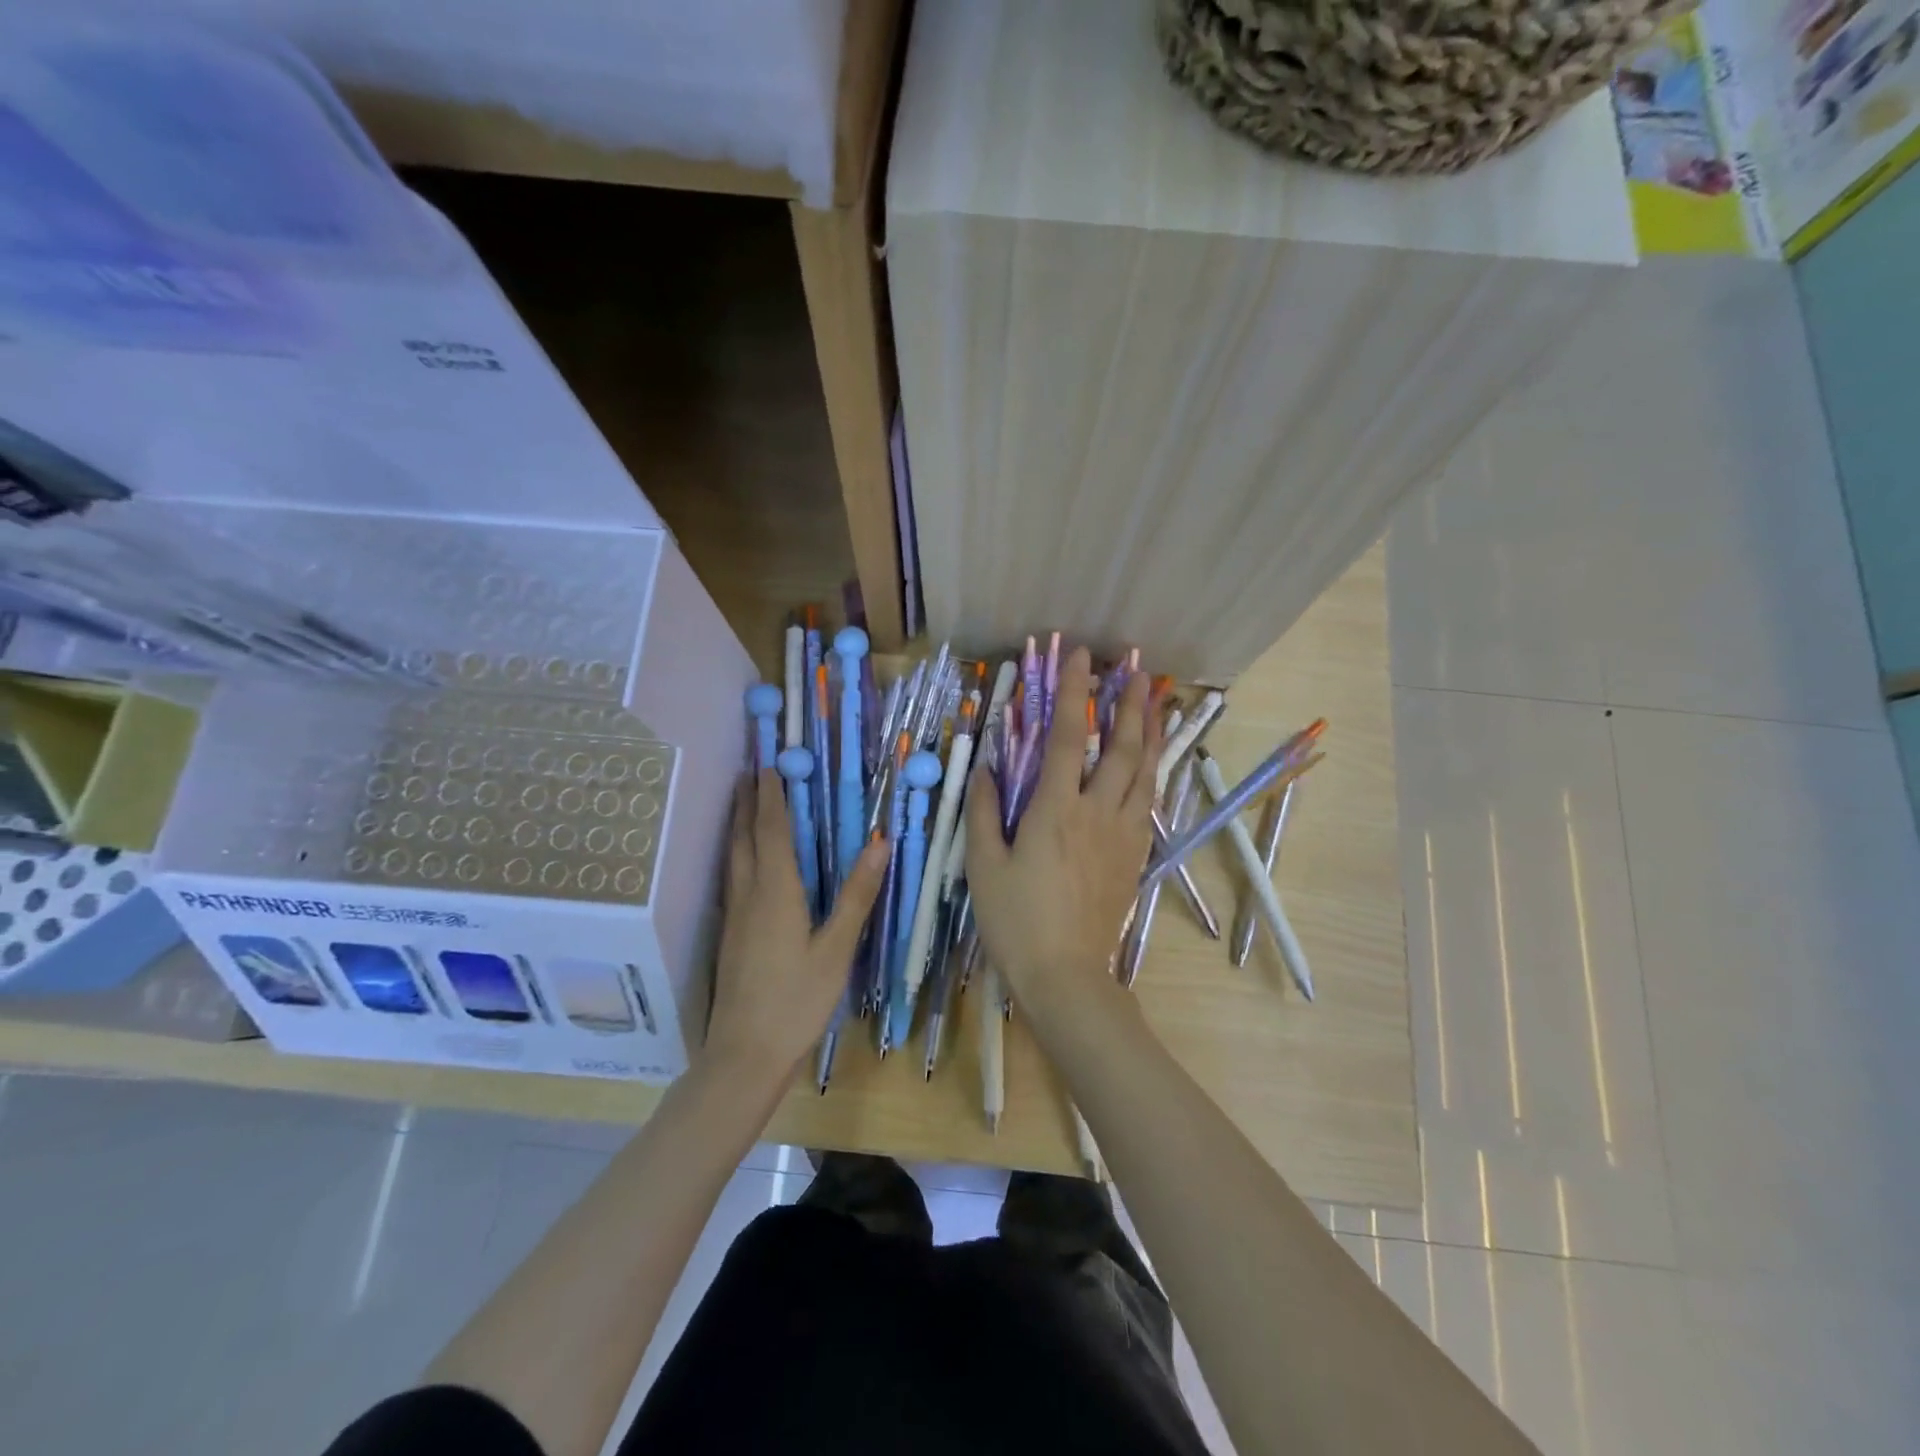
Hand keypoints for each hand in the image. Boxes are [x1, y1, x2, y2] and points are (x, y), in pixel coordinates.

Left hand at [705, 769, 886, 1078]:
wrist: (745, 1054)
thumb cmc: (797, 1001)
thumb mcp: (836, 949)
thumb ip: (856, 895)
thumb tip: (880, 843)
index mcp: (776, 891)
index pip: (772, 831)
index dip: (772, 796)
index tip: (771, 764)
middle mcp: (749, 895)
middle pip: (743, 837)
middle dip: (747, 802)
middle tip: (749, 771)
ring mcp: (734, 916)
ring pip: (733, 857)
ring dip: (737, 824)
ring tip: (742, 802)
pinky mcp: (730, 935)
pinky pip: (732, 877)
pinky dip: (736, 852)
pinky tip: (741, 861)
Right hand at [965, 648, 1163, 1026]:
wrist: (1065, 975)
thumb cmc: (1015, 920)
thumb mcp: (983, 865)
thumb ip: (984, 810)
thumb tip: (985, 768)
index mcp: (1055, 810)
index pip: (1065, 737)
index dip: (1073, 692)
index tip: (1080, 656)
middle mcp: (1096, 813)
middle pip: (1120, 747)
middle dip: (1129, 704)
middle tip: (1138, 668)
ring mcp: (1122, 834)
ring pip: (1144, 772)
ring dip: (1150, 732)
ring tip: (1157, 701)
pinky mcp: (1134, 856)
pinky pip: (1148, 801)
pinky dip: (1152, 771)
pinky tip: (1152, 762)